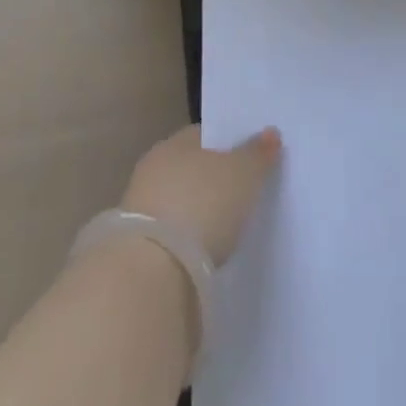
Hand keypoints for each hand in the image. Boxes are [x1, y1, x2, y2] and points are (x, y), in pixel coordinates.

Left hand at [121, 125, 282, 265]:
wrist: (153, 273)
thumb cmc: (202, 206)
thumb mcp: (242, 175)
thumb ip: (257, 153)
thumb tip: (270, 132)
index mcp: (175, 142)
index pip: (204, 135)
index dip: (228, 145)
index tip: (248, 160)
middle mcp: (153, 166)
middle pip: (190, 167)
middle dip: (211, 179)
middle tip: (240, 194)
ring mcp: (140, 207)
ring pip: (177, 200)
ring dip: (194, 211)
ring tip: (223, 228)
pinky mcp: (136, 247)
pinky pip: (169, 233)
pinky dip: (184, 239)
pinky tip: (201, 252)